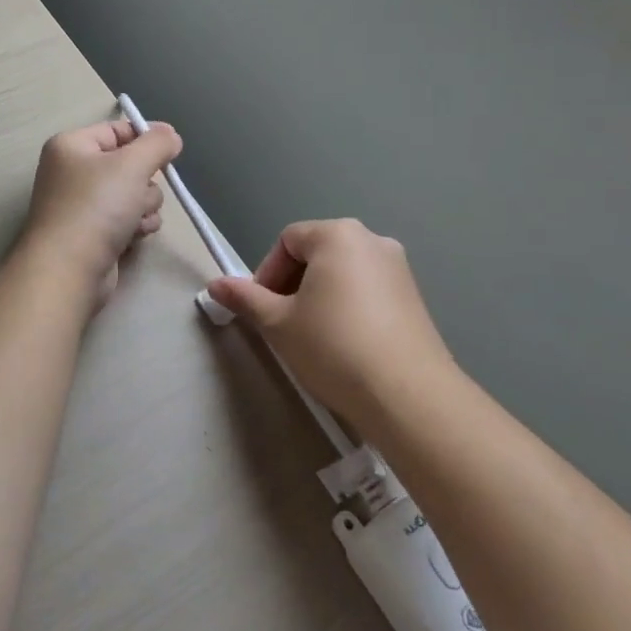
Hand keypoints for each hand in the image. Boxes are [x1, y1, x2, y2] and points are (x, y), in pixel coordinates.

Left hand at [19, 118, 182, 306]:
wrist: (69, 270)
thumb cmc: (96, 207)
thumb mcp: (132, 164)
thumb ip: (157, 144)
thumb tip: (170, 134)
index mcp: (71, 146)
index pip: (117, 130)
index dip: (146, 137)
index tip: (173, 148)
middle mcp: (73, 172)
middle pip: (129, 165)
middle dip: (145, 182)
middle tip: (139, 194)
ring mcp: (82, 206)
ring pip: (133, 194)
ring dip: (144, 207)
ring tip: (134, 221)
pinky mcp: (92, 234)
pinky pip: (126, 220)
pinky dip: (135, 227)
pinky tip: (133, 237)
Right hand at [207, 219, 455, 428]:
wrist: (408, 396)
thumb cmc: (334, 347)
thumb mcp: (278, 324)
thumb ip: (245, 298)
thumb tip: (214, 284)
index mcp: (337, 235)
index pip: (287, 241)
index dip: (267, 273)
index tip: (263, 310)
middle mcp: (372, 240)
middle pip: (317, 253)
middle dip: (293, 284)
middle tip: (283, 323)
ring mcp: (399, 268)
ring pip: (343, 273)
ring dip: (320, 296)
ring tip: (313, 336)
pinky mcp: (416, 297)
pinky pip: (369, 290)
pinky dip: (349, 307)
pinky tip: (346, 344)